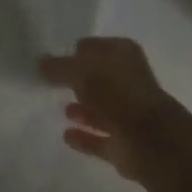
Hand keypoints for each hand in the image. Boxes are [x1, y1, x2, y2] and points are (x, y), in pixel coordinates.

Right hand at [40, 36, 181, 181]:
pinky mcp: (124, 144)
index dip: (77, 52)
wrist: (149, 140)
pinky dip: (85, 136)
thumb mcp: (80, 71)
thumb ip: (60, 67)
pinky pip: (99, 137)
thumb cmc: (115, 92)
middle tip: (53, 82)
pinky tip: (66, 135)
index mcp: (123, 55)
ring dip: (83, 109)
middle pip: (98, 78)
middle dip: (80, 81)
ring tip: (61, 108)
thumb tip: (41, 62)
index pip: (95, 47)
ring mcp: (128, 114)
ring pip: (100, 108)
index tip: (55, 58)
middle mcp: (128, 81)